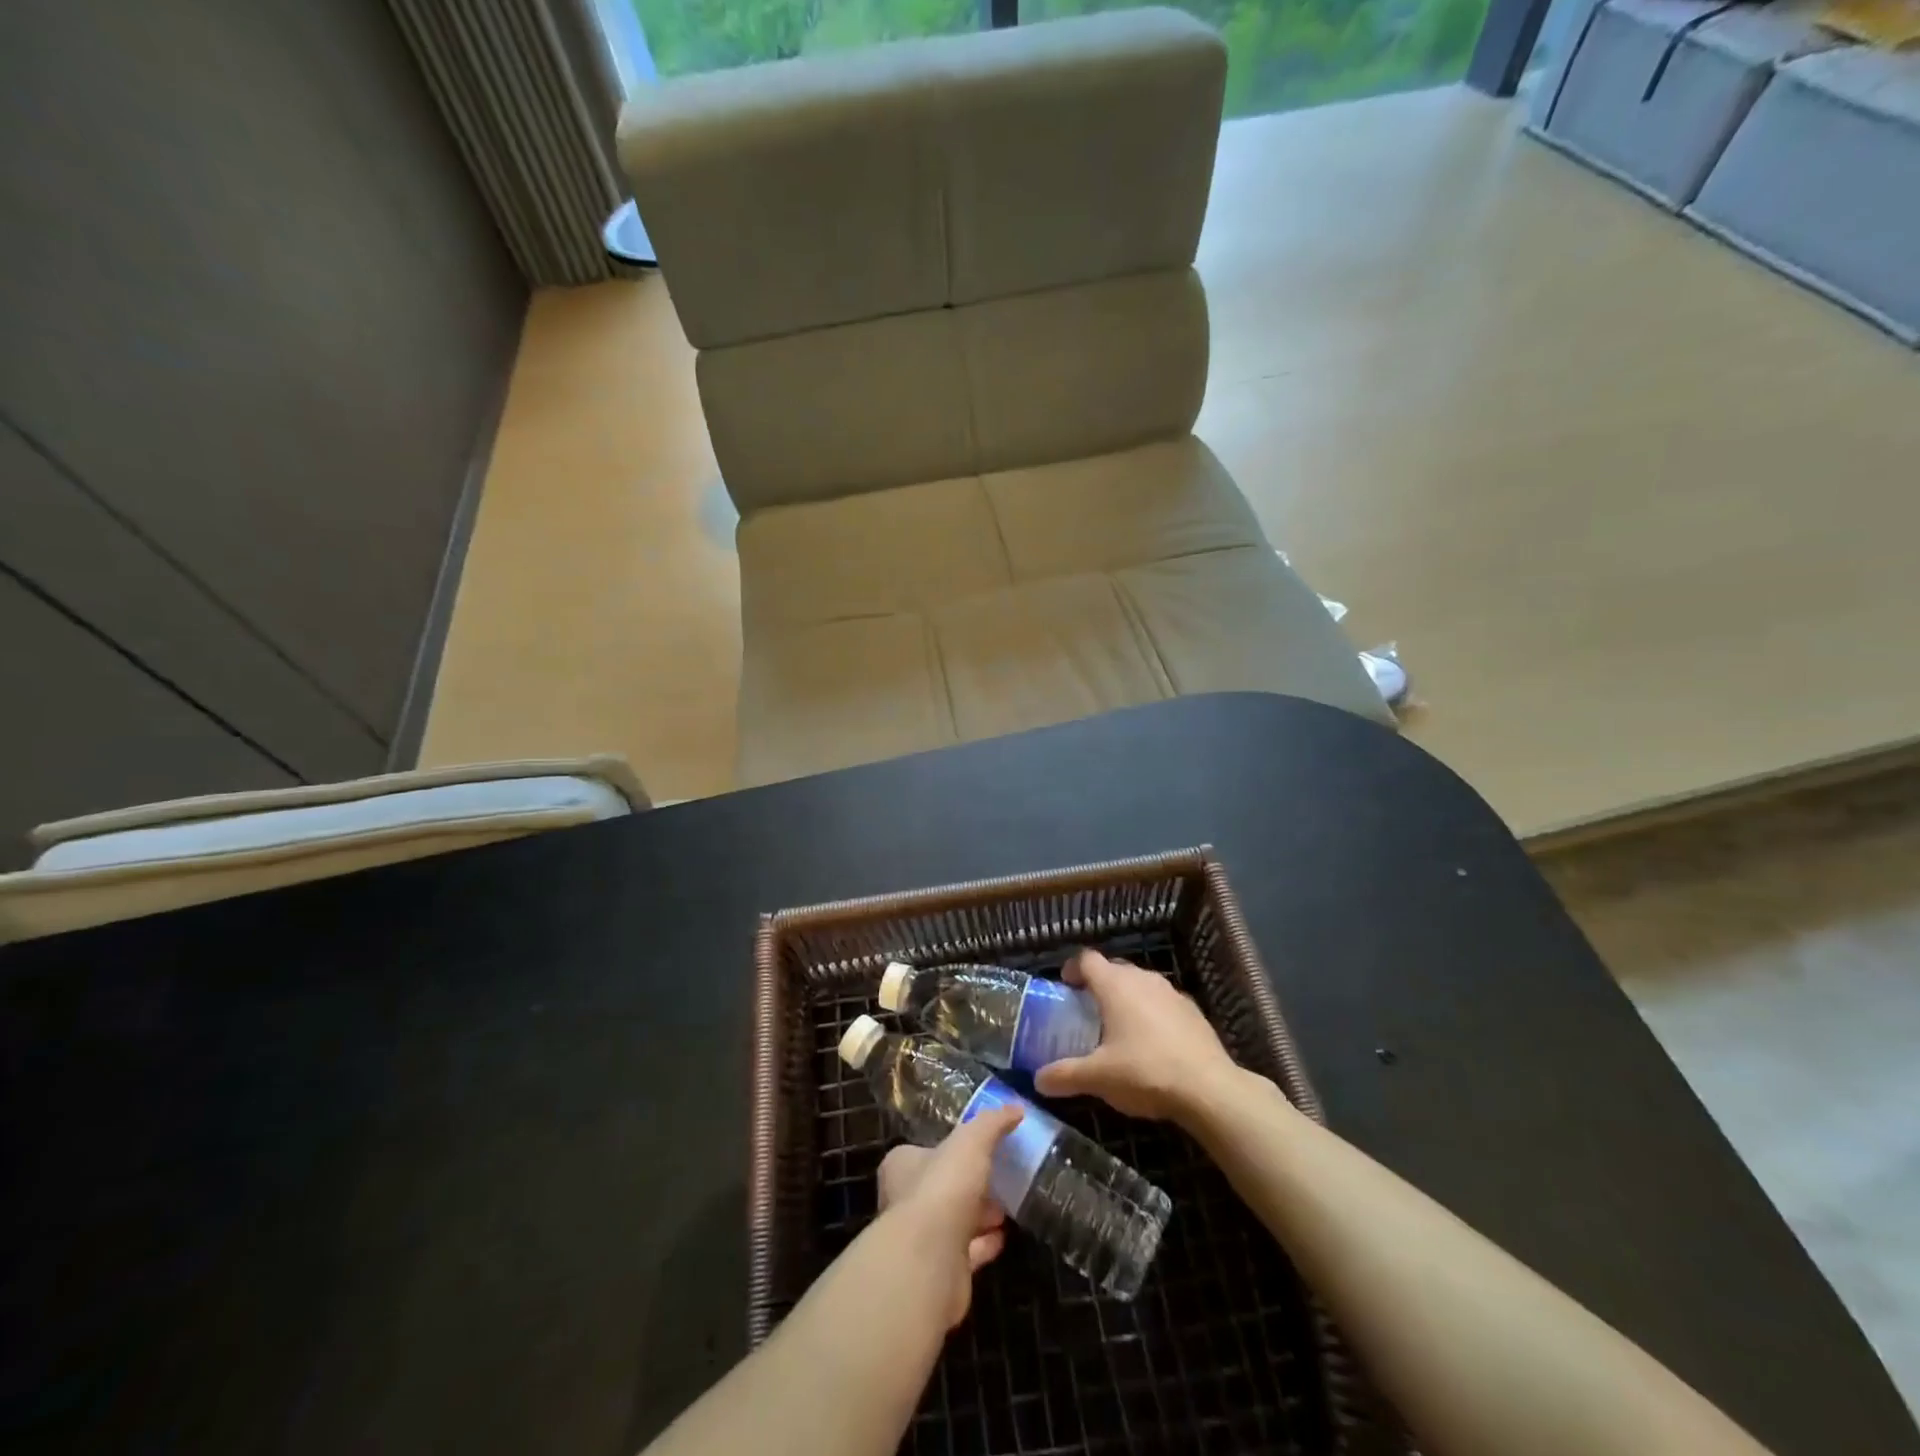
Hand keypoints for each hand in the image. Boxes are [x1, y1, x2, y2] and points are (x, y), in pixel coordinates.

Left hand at [876, 1104, 1019, 1326]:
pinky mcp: (939, 1271)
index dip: (951, 1151)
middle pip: (941, 1188)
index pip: (924, 1152)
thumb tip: (1016, 1108)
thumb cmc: (943, 1187)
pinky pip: (965, 1253)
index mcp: (902, 1166)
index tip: (979, 1152)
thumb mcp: (972, 1141)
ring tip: (1005, 1210)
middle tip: (998, 1181)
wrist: (930, 1260)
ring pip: (954, 1222)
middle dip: (970, 1186)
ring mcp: (921, 1240)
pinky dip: (984, 1245)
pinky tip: (1003, 1238)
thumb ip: (992, 1123)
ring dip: (979, 1217)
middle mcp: (905, 1201)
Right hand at [1033, 949, 1240, 1122]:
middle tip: (1087, 1012)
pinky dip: (1151, 1014)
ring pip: (1140, 985)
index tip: (1064, 987)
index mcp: (1115, 985)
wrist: (1210, 1089)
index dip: (1072, 969)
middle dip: (1098, 986)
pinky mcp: (1193, 1011)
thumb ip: (1065, 1075)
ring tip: (1118, 1028)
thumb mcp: (1098, 1077)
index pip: (1087, 959)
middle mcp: (1143, 979)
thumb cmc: (1146, 1072)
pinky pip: (1162, 1003)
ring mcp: (1171, 992)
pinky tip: (1151, 1044)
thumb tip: (1038, 1080)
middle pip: (1114, 969)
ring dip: (1126, 999)